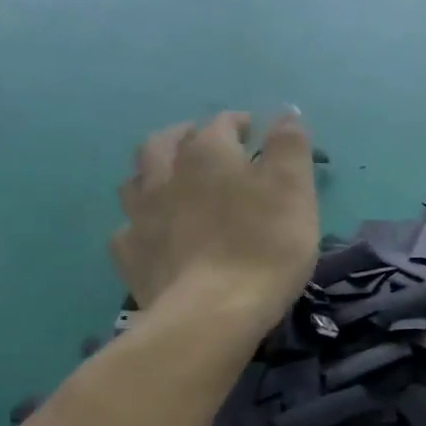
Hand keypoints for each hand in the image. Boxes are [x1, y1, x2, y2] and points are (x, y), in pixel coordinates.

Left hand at [111, 112, 318, 327]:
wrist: (213, 313)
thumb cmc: (265, 246)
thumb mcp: (294, 191)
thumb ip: (290, 147)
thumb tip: (286, 112)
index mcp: (208, 154)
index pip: (222, 123)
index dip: (241, 124)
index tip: (258, 133)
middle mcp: (165, 174)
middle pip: (167, 142)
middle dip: (187, 136)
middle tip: (207, 146)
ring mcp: (141, 214)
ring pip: (138, 178)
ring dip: (156, 172)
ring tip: (174, 181)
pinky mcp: (131, 253)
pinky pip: (130, 226)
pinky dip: (144, 221)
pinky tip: (155, 232)